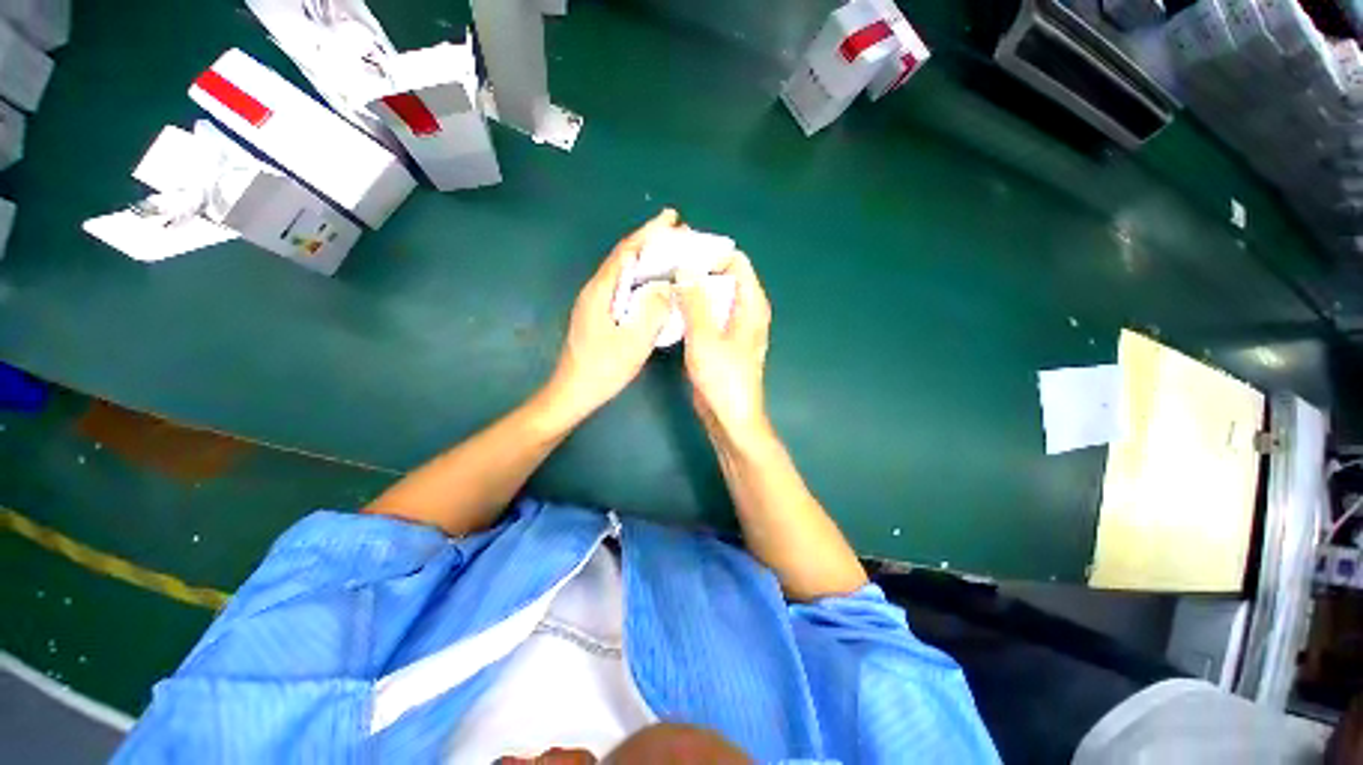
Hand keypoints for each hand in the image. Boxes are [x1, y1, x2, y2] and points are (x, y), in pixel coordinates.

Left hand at [543, 209, 679, 423]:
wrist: (574, 392)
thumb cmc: (603, 369)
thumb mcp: (633, 343)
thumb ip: (652, 312)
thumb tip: (668, 287)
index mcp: (601, 291)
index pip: (627, 252)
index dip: (649, 232)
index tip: (672, 218)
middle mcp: (596, 290)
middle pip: (626, 257)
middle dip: (651, 242)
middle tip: (680, 236)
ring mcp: (597, 302)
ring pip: (626, 272)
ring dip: (649, 260)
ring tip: (673, 256)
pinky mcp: (601, 314)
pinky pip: (626, 287)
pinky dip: (644, 279)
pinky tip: (657, 286)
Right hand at [674, 251, 771, 439]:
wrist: (729, 417)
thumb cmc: (723, 378)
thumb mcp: (705, 337)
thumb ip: (695, 300)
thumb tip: (685, 266)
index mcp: (752, 305)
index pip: (736, 262)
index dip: (711, 254)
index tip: (682, 254)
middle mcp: (746, 311)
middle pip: (724, 277)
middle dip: (697, 270)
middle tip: (667, 267)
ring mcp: (733, 326)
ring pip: (713, 296)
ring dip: (693, 289)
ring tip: (665, 282)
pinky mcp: (721, 339)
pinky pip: (708, 314)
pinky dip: (693, 307)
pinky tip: (672, 306)